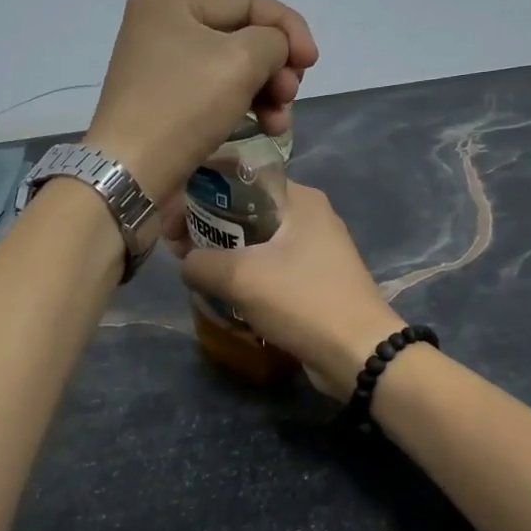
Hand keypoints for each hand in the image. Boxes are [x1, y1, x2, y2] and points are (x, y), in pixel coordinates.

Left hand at [81, 0, 318, 204]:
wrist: (132, 173)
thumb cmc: (184, 106)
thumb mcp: (241, 60)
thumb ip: (274, 41)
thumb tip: (276, 51)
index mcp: (170, 0)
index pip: (249, 1)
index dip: (289, 29)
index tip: (312, 64)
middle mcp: (161, 26)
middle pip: (242, 35)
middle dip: (276, 66)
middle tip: (289, 96)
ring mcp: (162, 66)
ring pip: (234, 68)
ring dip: (267, 92)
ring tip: (279, 122)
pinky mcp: (167, 101)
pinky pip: (217, 92)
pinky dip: (245, 106)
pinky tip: (265, 127)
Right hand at [173, 184, 404, 398]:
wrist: (358, 353)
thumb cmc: (301, 300)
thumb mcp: (239, 277)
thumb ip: (200, 262)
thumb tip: (188, 264)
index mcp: (299, 198)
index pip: (238, 177)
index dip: (198, 193)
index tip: (172, 221)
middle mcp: (310, 215)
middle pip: (245, 209)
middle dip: (207, 226)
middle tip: (178, 250)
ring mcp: (317, 249)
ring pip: (257, 241)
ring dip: (224, 254)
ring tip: (196, 274)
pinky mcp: (317, 280)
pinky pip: (271, 267)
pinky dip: (246, 275)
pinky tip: (225, 293)